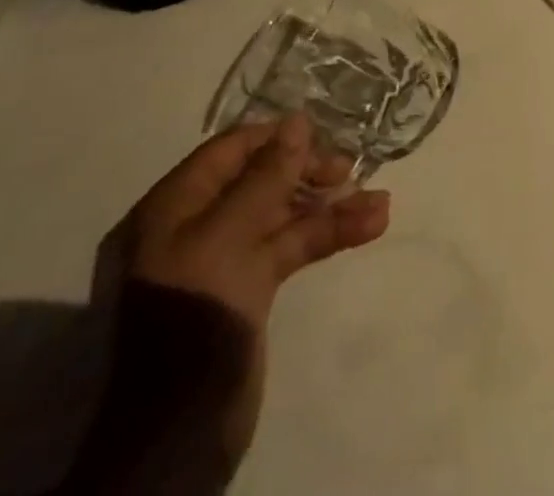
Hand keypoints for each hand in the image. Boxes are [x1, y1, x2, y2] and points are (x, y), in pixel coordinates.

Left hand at [69, 115, 388, 493]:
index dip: (277, 137)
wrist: (178, 433)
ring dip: (330, 206)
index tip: (325, 134)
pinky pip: (291, 248)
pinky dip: (328, 236)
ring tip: (379, 202)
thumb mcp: (229, 236)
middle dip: (309, 172)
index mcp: (174, 206)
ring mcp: (223, 260)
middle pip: (260, 179)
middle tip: (350, 170)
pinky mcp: (248, 290)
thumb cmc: (196, 315)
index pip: (230, 149)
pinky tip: (371, 225)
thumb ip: (267, 176)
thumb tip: (298, 120)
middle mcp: (196, 225)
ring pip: (283, 215)